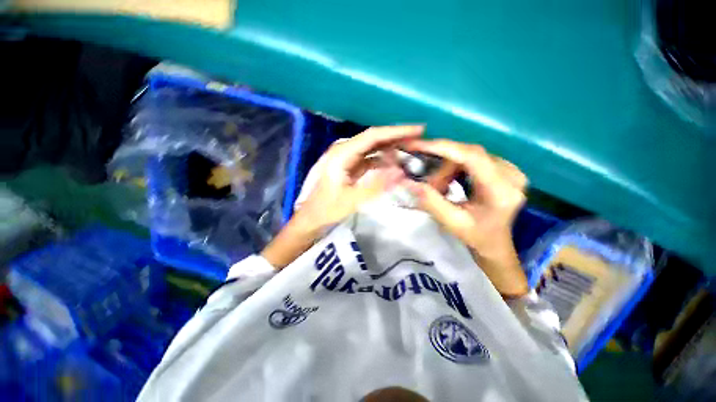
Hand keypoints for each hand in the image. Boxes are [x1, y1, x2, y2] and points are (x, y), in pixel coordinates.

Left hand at [262, 125, 422, 268]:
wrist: (310, 221)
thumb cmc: (326, 212)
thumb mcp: (352, 201)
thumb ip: (377, 186)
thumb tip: (402, 172)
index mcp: (342, 154)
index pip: (373, 136)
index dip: (396, 132)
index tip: (418, 130)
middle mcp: (343, 151)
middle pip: (374, 139)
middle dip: (396, 138)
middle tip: (419, 140)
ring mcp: (346, 159)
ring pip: (373, 148)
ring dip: (391, 149)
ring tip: (411, 151)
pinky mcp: (349, 168)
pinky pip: (370, 159)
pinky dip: (383, 161)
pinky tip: (394, 165)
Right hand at [403, 140, 528, 296]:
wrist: (495, 243)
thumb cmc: (476, 237)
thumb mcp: (451, 222)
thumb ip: (430, 201)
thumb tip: (408, 181)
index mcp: (502, 190)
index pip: (472, 156)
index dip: (442, 147)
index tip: (417, 146)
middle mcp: (512, 174)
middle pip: (468, 154)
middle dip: (441, 166)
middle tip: (428, 184)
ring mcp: (511, 168)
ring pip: (468, 155)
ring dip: (447, 168)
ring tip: (439, 188)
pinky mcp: (504, 168)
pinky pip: (472, 158)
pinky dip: (454, 167)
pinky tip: (450, 182)